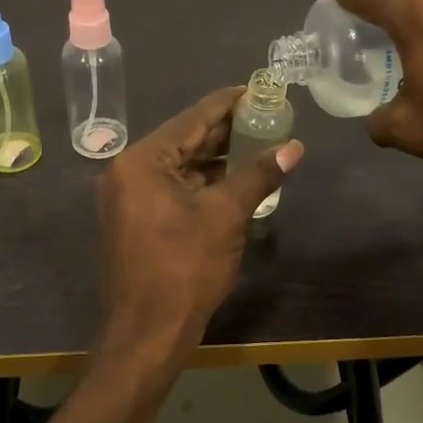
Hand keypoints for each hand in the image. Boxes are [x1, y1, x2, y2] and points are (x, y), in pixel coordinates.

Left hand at [95, 87, 303, 366]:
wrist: (148, 333)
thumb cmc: (184, 269)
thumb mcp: (226, 215)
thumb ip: (258, 174)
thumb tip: (294, 146)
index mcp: (141, 161)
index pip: (192, 119)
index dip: (228, 103)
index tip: (259, 89)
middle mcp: (128, 171)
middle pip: (185, 140)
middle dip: (227, 131)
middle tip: (267, 116)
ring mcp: (130, 197)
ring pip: (181, 166)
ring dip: (218, 158)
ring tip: (260, 143)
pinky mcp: (137, 219)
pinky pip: (174, 188)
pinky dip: (205, 182)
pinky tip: (237, 178)